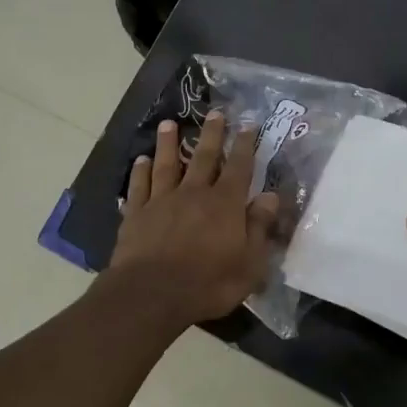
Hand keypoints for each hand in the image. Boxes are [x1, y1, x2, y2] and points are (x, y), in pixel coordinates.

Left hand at [110, 113, 280, 325]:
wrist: (152, 293)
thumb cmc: (208, 283)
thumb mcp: (249, 264)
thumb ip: (259, 227)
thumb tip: (269, 197)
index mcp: (225, 204)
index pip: (239, 168)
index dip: (245, 146)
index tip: (248, 125)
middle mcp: (194, 193)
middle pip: (203, 157)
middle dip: (211, 134)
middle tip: (215, 113)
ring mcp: (162, 201)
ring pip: (166, 164)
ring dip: (168, 143)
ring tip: (169, 124)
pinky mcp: (137, 214)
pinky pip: (139, 186)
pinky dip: (139, 171)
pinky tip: (140, 160)